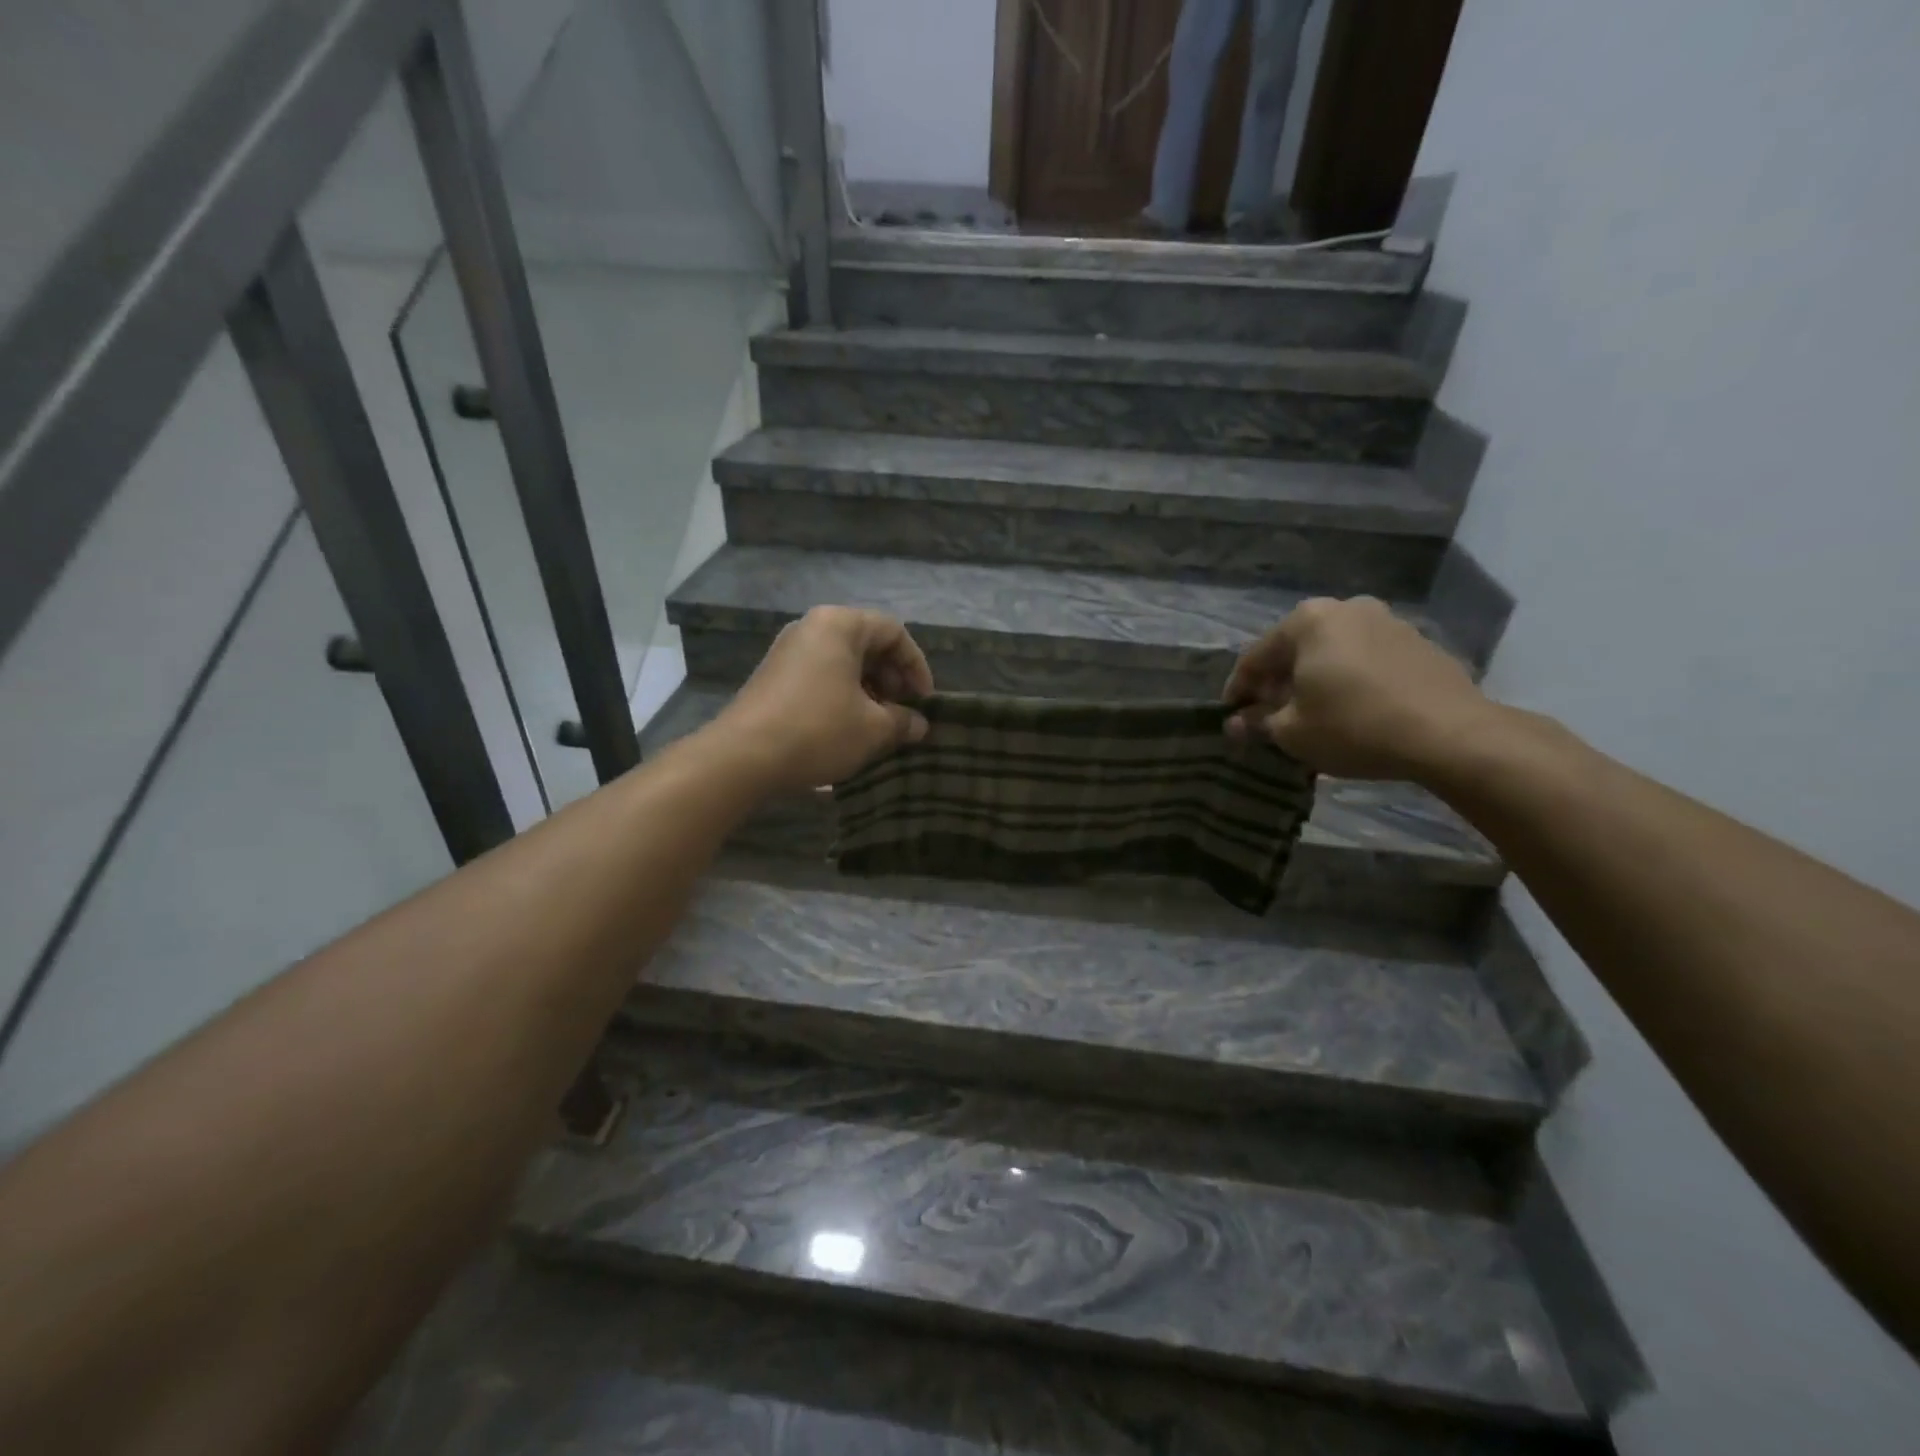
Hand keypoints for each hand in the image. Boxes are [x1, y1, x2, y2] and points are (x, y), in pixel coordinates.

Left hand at [712, 606, 932, 793]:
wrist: (742, 756)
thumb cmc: (818, 730)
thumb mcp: (873, 729)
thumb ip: (902, 721)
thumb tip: (919, 725)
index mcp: (839, 625)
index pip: (893, 632)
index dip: (916, 666)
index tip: (924, 701)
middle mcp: (811, 628)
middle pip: (866, 644)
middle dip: (892, 680)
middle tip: (903, 713)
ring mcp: (788, 651)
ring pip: (842, 663)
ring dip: (868, 691)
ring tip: (879, 726)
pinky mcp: (773, 676)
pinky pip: (820, 676)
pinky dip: (842, 696)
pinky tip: (848, 729)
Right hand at [1223, 597, 1499, 780]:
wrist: (1450, 734)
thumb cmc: (1353, 726)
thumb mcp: (1292, 732)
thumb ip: (1258, 722)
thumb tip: (1235, 724)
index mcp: (1308, 620)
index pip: (1256, 657)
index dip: (1238, 690)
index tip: (1231, 716)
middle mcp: (1346, 608)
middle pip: (1296, 649)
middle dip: (1278, 683)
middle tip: (1269, 716)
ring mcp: (1388, 621)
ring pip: (1333, 653)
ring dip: (1314, 680)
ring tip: (1310, 715)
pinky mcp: (1419, 644)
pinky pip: (1367, 661)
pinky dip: (1349, 681)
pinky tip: (1350, 710)